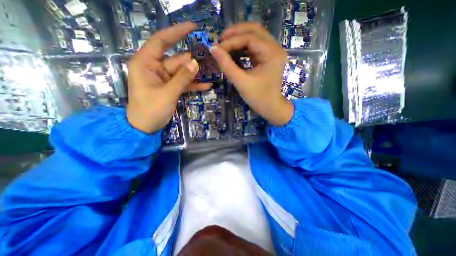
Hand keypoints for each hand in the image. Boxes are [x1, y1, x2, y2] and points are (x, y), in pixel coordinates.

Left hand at [127, 21, 210, 132]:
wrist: (145, 127)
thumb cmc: (151, 110)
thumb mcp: (167, 93)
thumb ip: (182, 78)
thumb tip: (195, 63)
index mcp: (146, 63)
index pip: (161, 41)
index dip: (176, 33)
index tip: (192, 28)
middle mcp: (155, 68)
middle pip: (177, 60)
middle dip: (192, 61)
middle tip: (210, 59)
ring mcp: (164, 79)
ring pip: (182, 72)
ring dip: (195, 74)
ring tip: (211, 72)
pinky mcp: (170, 88)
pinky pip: (183, 83)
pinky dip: (193, 85)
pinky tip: (206, 86)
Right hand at [210, 22, 291, 125]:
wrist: (270, 107)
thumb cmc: (258, 98)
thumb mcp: (241, 82)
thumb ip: (227, 65)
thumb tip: (213, 48)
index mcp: (272, 53)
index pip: (250, 38)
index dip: (231, 41)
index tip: (217, 48)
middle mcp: (275, 48)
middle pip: (254, 30)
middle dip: (235, 33)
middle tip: (220, 41)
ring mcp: (273, 51)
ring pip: (255, 35)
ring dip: (238, 38)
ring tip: (224, 45)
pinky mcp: (268, 57)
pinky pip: (254, 45)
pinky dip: (243, 46)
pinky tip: (233, 51)